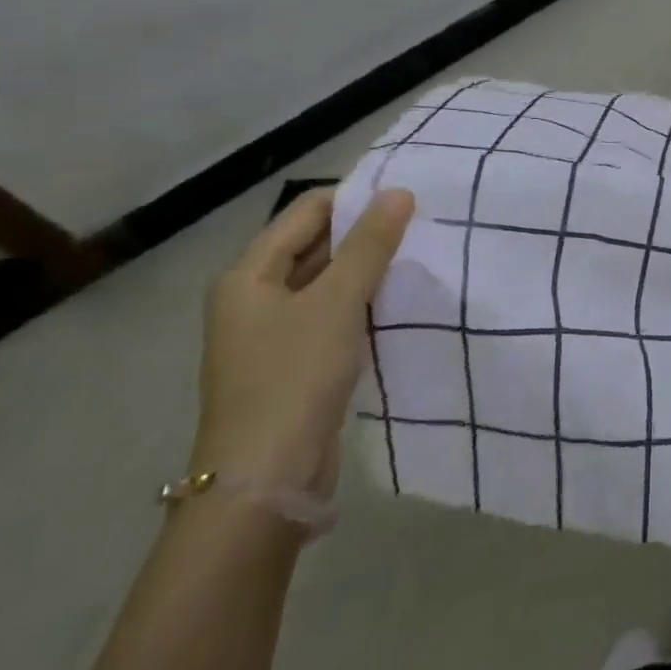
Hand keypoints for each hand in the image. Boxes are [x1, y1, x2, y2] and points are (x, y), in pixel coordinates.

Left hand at [189, 188, 414, 495]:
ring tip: (420, 253)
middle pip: (314, 244)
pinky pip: (333, 313)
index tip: (407, 196)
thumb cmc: (294, 376)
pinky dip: (364, 300)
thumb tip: (399, 192)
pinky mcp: (296, 361)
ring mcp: (274, 332)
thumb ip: (369, 244)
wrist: (266, 477)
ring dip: (368, 267)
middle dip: (365, 232)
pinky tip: (400, 298)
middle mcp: (254, 297)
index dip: (354, 198)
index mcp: (248, 275)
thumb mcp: (337, 301)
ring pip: (328, 280)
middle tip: (422, 222)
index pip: (305, 212)